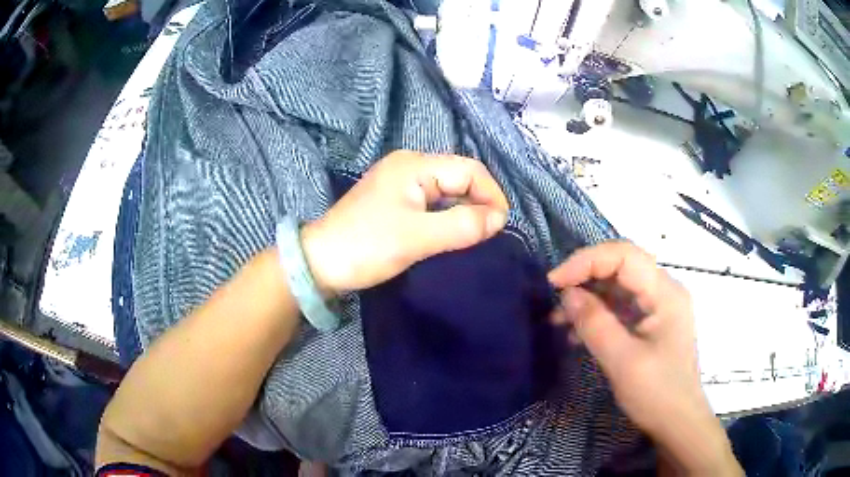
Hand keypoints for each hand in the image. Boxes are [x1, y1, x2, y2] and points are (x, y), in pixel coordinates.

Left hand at [301, 150, 508, 293]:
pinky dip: (447, 214)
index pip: (469, 170)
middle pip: (460, 176)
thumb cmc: (366, 247)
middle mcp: (409, 165)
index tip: (499, 228)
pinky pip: (433, 200)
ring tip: (474, 235)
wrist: (320, 263)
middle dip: (479, 202)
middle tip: (487, 234)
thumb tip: (498, 219)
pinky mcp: (395, 198)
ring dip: (464, 209)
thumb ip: (462, 226)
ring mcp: (400, 181)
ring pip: (447, 189)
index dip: (491, 195)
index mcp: (415, 165)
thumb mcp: (417, 237)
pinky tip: (451, 232)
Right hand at [548, 242, 741, 474]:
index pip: (624, 256)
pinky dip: (598, 313)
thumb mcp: (623, 362)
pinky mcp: (652, 322)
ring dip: (588, 296)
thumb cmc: (657, 393)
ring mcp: (659, 306)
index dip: (587, 261)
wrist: (678, 422)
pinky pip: (621, 306)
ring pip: (619, 285)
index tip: (554, 282)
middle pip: (622, 265)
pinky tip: (578, 333)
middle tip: (555, 297)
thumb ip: (595, 324)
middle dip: (586, 276)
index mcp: (665, 293)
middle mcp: (665, 291)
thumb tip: (567, 294)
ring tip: (560, 319)